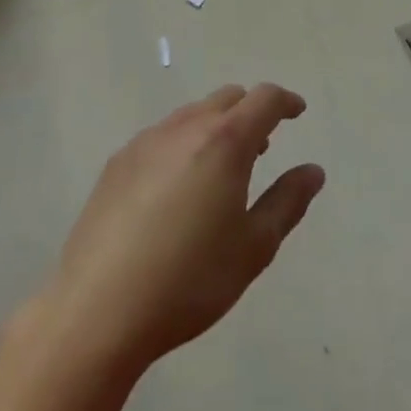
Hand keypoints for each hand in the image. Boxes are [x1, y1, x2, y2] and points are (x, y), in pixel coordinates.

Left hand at [44, 83, 325, 371]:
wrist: (97, 312)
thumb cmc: (189, 280)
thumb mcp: (253, 247)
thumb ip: (288, 202)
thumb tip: (313, 171)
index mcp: (226, 141)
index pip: (264, 99)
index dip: (286, 101)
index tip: (297, 112)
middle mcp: (186, 127)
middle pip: (227, 98)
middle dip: (250, 112)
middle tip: (262, 148)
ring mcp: (146, 142)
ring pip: (192, 115)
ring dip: (215, 128)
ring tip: (218, 171)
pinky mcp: (117, 163)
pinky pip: (162, 137)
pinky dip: (183, 144)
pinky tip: (176, 190)